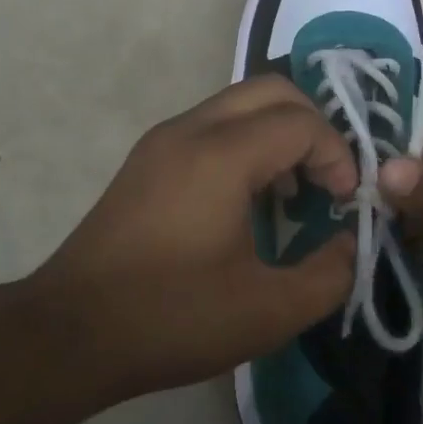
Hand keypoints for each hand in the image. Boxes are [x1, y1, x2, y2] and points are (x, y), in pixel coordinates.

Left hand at [17, 76, 357, 403]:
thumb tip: (351, 243)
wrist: (70, 332)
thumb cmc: (172, 318)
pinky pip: (213, 125)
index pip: (302, 123)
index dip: (338, 156)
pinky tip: (248, 199)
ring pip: (239, 103)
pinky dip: (247, 142)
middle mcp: (190, 130)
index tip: (343, 204)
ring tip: (292, 192)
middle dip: (313, 127)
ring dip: (278, 132)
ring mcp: (163, 140)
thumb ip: (330, 274)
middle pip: (271, 90)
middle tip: (326, 180)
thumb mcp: (268, 312)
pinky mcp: (148, 158)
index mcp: (221, 156)